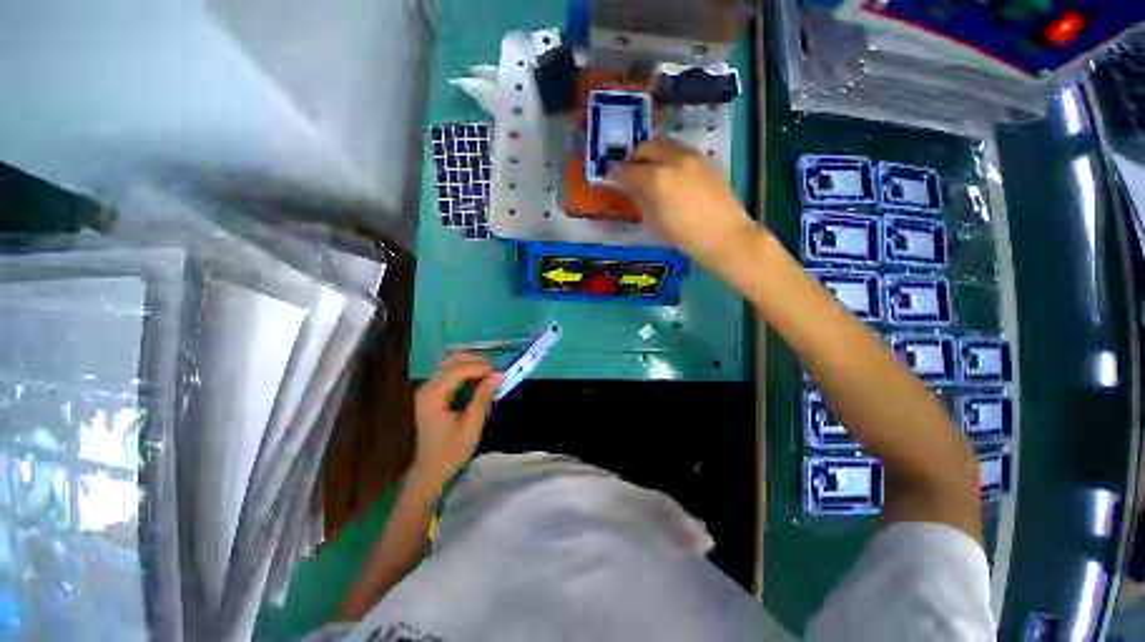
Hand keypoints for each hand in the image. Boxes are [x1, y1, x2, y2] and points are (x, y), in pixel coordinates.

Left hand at [413, 353, 502, 483]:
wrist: (431, 470)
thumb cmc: (451, 451)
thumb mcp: (471, 425)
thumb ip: (483, 397)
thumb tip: (499, 375)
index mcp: (433, 396)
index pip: (458, 370)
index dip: (480, 367)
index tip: (500, 373)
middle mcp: (428, 388)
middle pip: (453, 362)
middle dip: (477, 363)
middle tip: (496, 373)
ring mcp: (428, 389)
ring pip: (452, 365)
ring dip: (472, 366)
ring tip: (490, 376)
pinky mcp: (433, 393)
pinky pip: (451, 374)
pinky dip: (467, 373)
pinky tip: (479, 382)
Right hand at [609, 139, 759, 268]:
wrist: (726, 237)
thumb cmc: (685, 238)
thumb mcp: (655, 223)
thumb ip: (641, 200)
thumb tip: (632, 188)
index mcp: (657, 180)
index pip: (628, 171)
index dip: (615, 174)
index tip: (609, 177)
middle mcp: (673, 160)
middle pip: (647, 147)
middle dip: (634, 158)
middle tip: (630, 173)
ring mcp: (693, 157)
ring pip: (665, 145)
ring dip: (653, 155)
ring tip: (650, 172)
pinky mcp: (706, 161)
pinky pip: (681, 152)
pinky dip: (669, 158)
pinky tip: (671, 176)